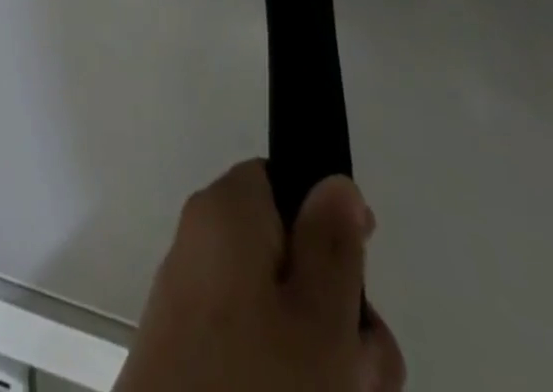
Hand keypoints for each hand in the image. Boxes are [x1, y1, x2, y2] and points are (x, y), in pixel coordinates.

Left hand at [114, 163, 404, 391]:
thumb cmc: (255, 386)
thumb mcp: (318, 317)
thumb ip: (333, 244)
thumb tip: (335, 182)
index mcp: (225, 211)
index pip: (280, 183)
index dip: (328, 225)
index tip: (360, 277)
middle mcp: (204, 245)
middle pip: (289, 259)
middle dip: (340, 316)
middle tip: (361, 373)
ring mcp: (194, 306)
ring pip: (281, 319)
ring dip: (326, 363)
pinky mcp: (191, 358)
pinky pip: (256, 352)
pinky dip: (291, 381)